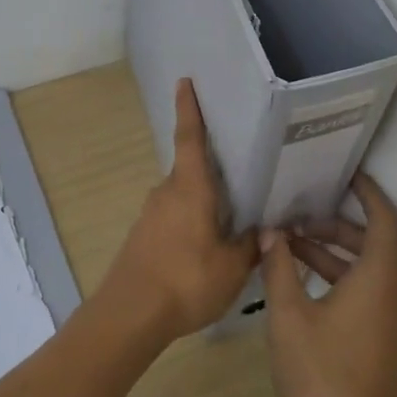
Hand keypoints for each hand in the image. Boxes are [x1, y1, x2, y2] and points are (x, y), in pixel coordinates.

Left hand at [108, 79, 259, 340]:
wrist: (130, 314)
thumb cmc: (186, 280)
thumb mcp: (232, 267)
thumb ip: (250, 245)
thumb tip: (266, 230)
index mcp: (190, 188)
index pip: (190, 138)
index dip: (189, 109)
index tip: (185, 82)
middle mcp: (167, 192)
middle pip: (190, 169)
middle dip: (211, 166)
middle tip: (241, 166)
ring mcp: (151, 214)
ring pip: (183, 195)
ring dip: (203, 198)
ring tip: (232, 212)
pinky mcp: (143, 236)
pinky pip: (174, 216)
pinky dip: (191, 219)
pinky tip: (207, 242)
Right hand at [261, 173, 396, 396]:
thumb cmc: (321, 374)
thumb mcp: (289, 315)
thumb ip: (279, 268)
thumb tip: (271, 233)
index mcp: (379, 279)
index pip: (383, 219)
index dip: (367, 192)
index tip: (344, 173)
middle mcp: (393, 294)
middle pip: (371, 243)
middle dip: (334, 225)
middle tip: (294, 218)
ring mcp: (390, 321)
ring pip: (365, 270)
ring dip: (330, 254)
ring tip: (287, 247)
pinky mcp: (381, 341)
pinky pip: (364, 293)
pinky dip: (336, 279)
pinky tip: (299, 284)